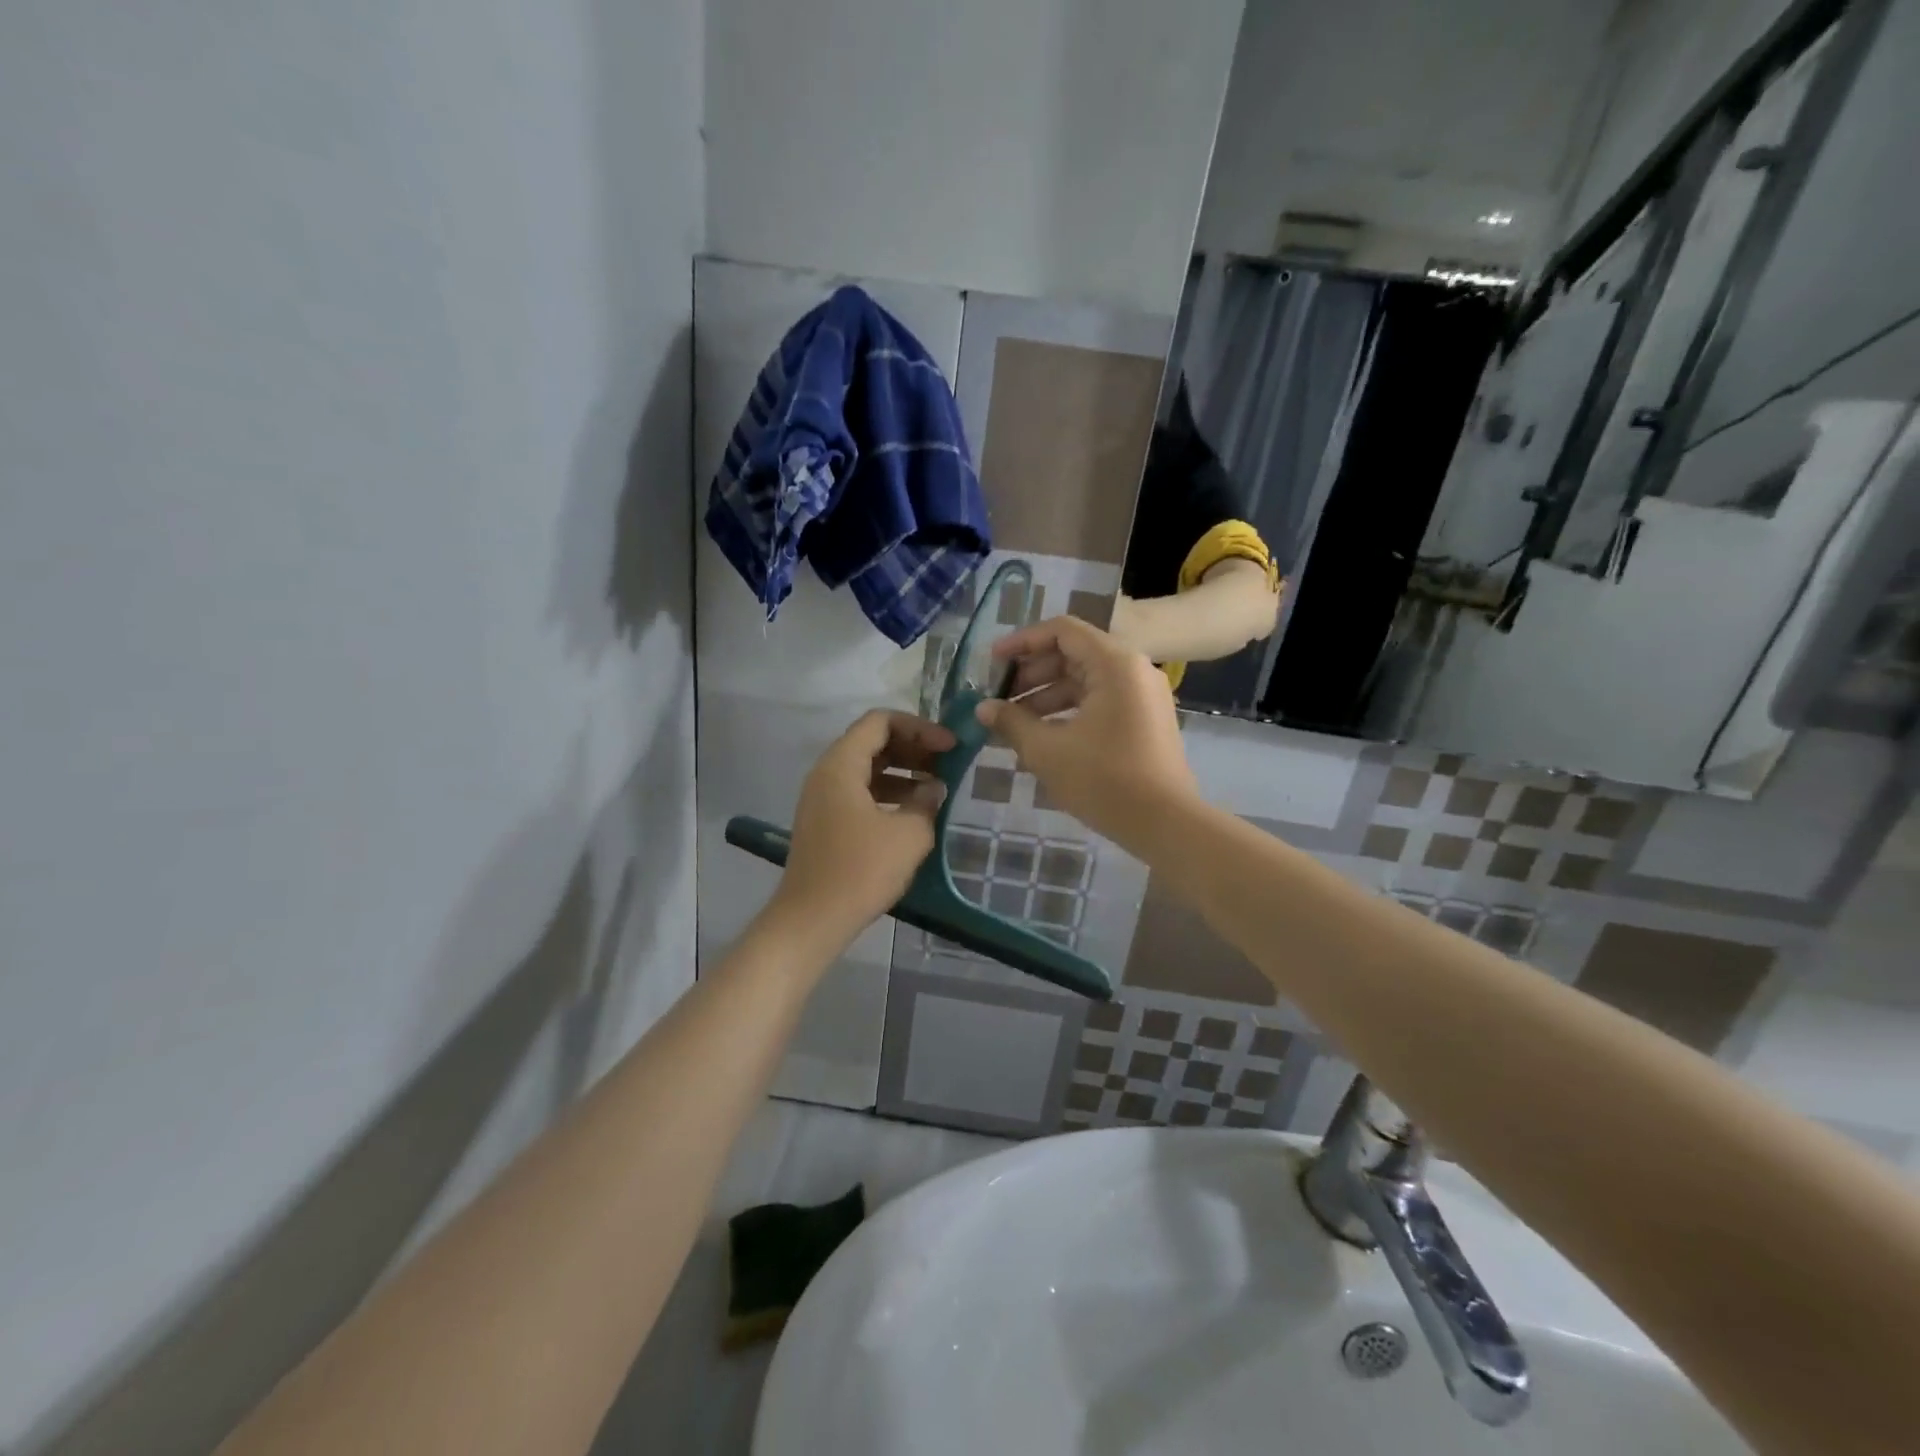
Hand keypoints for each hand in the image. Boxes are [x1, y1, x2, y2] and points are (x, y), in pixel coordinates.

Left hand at [769, 710, 955, 947]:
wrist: (812, 920)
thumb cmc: (861, 870)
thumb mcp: (908, 834)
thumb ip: (926, 802)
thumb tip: (934, 788)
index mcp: (840, 765)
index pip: (880, 722)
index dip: (919, 727)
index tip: (949, 746)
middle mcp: (826, 773)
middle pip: (872, 742)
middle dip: (913, 747)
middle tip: (947, 763)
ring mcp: (822, 799)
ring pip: (867, 768)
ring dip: (903, 771)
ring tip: (937, 787)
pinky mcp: (826, 822)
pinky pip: (860, 792)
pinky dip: (888, 793)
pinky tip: (914, 812)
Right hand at [976, 616, 1197, 847]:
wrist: (1166, 824)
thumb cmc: (1104, 779)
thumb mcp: (1047, 750)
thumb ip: (1011, 722)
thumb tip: (983, 708)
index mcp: (1114, 663)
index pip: (1061, 631)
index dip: (1022, 642)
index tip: (992, 663)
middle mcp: (1133, 670)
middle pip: (1073, 654)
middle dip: (1032, 675)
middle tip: (1000, 699)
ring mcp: (1143, 696)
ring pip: (1086, 681)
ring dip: (1047, 697)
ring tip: (1014, 725)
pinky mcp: (1146, 721)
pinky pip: (1101, 702)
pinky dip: (1070, 713)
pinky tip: (1042, 739)